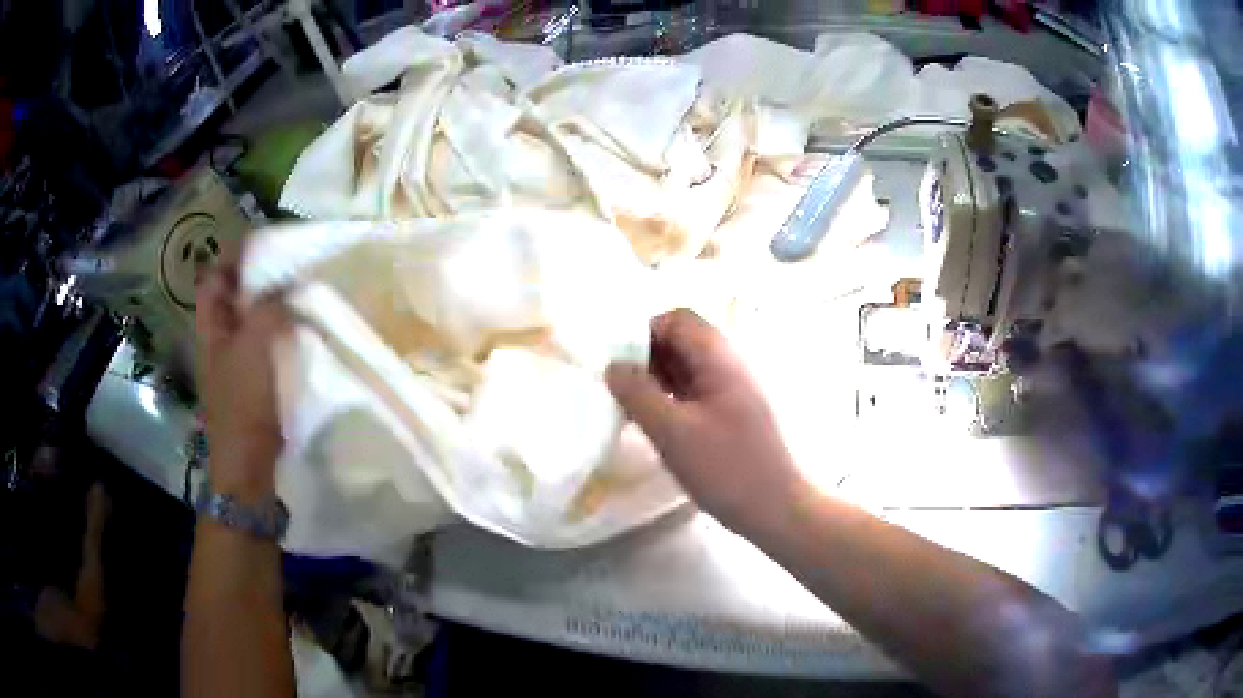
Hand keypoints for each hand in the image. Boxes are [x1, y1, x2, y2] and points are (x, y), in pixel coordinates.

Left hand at [197, 262, 287, 502]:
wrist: (248, 465)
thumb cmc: (242, 404)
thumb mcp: (252, 349)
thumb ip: (267, 309)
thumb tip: (287, 288)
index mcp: (211, 326)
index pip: (216, 277)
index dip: (236, 258)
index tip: (269, 247)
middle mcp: (221, 338)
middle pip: (236, 296)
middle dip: (261, 279)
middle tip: (294, 268)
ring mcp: (238, 361)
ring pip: (254, 321)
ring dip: (275, 307)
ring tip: (303, 295)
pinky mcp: (256, 381)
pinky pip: (268, 345)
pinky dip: (283, 333)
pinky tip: (304, 332)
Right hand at [605, 309, 805, 534]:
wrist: (776, 508)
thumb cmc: (725, 468)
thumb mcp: (672, 432)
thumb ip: (637, 393)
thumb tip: (613, 365)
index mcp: (720, 357)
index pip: (676, 319)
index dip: (643, 334)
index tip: (621, 367)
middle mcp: (730, 364)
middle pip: (683, 340)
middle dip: (648, 358)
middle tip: (624, 391)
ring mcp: (735, 388)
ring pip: (688, 366)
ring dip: (659, 379)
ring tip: (636, 409)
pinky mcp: (734, 412)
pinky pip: (697, 390)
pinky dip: (673, 397)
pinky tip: (660, 423)